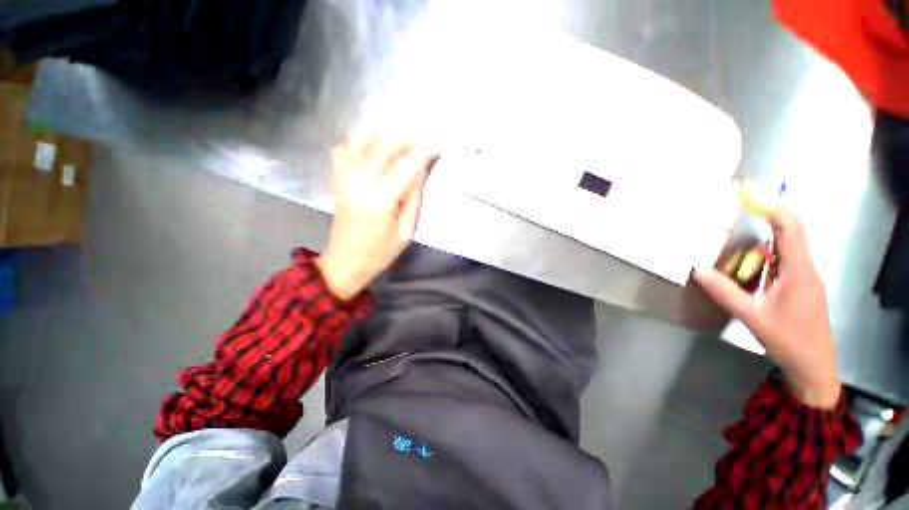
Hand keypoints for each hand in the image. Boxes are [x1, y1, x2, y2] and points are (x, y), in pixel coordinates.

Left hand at [316, 139, 437, 300]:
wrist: (346, 262)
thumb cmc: (380, 253)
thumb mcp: (406, 232)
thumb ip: (414, 199)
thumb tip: (421, 171)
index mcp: (381, 200)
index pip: (406, 166)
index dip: (423, 152)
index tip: (436, 144)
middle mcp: (360, 183)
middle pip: (384, 147)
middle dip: (406, 135)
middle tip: (424, 131)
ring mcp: (345, 179)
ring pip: (361, 142)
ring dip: (383, 131)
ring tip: (401, 130)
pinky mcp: (338, 181)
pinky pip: (344, 150)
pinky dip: (358, 140)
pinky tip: (373, 141)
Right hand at [694, 204, 841, 408]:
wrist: (814, 366)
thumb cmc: (787, 340)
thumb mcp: (752, 316)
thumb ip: (725, 291)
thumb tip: (698, 269)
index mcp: (799, 272)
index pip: (790, 229)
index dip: (773, 207)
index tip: (751, 192)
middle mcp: (806, 269)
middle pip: (791, 231)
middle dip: (769, 212)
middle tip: (744, 201)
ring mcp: (805, 278)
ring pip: (788, 246)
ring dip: (768, 232)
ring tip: (744, 224)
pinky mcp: (801, 286)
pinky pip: (785, 260)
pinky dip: (768, 251)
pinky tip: (752, 258)